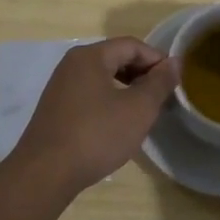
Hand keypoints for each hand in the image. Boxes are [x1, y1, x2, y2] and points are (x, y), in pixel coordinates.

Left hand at [7, 37, 178, 197]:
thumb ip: (159, 83)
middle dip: (143, 74)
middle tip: (163, 97)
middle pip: (116, 58)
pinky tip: (119, 124)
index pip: (132, 45)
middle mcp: (72, 64)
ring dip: (127, 89)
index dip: (157, 60)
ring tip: (145, 111)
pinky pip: (90, 94)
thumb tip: (175, 62)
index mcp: (90, 56)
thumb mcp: (137, 109)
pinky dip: (110, 101)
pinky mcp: (56, 109)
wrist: (45, 174)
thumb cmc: (96, 135)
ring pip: (103, 78)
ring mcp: (61, 87)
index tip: (175, 82)